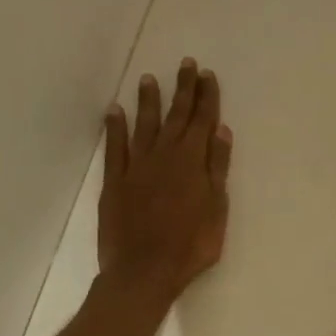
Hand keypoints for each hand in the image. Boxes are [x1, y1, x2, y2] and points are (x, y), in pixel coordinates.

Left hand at [98, 58, 231, 301]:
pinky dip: (115, 128)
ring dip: (149, 101)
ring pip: (145, 125)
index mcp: (192, 163)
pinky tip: (114, 111)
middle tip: (186, 64)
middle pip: (177, 117)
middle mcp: (164, 156)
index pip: (203, 122)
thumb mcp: (217, 210)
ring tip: (150, 78)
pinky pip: (115, 147)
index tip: (208, 75)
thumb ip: (217, 169)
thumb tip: (221, 132)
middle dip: (183, 89)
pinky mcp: (115, 181)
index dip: (207, 98)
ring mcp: (137, 167)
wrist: (144, 271)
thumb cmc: (190, 246)